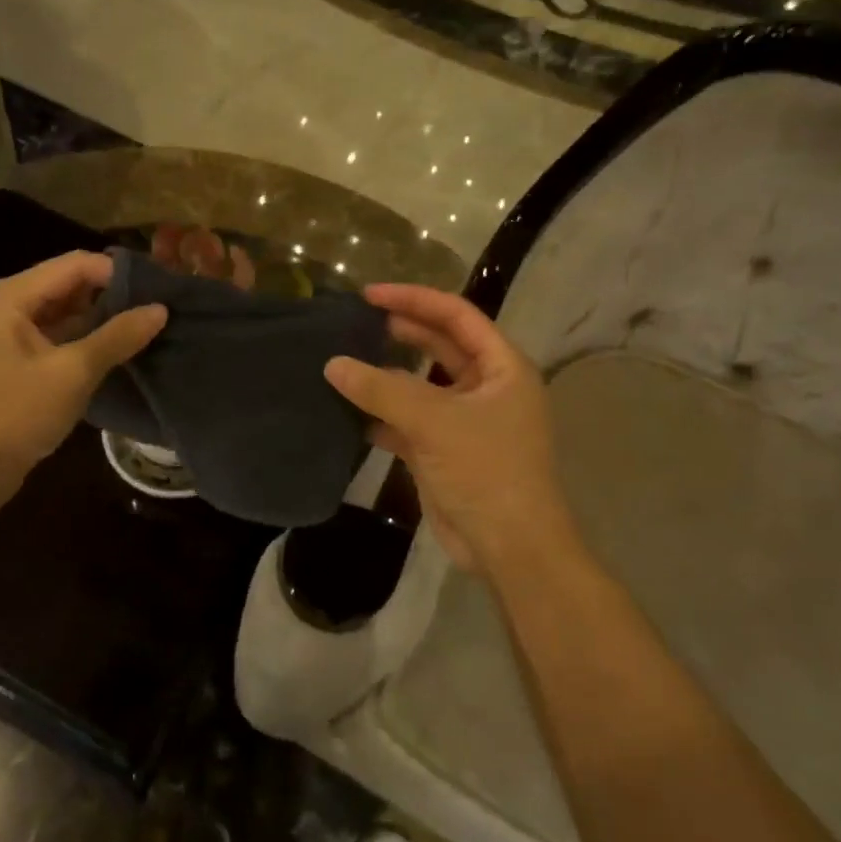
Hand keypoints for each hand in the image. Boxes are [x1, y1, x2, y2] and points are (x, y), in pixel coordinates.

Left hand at [0, 252, 166, 509]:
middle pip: (72, 286)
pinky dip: (91, 345)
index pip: (77, 264)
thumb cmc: (12, 415)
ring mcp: (14, 338)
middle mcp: (11, 307)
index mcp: (12, 296)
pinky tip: (125, 355)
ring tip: (153, 330)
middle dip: (115, 296)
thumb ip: (117, 337)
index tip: (162, 290)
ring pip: (70, 316)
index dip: (119, 273)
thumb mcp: (71, 374)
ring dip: (106, 322)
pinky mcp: (21, 366)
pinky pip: (63, 342)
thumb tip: (160, 309)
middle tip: (163, 311)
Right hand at [324, 285, 570, 577]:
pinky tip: (346, 410)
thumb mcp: (434, 422)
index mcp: (501, 367)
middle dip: (399, 331)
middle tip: (354, 321)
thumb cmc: (486, 470)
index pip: (456, 316)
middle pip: (438, 345)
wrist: (508, 546)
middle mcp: (485, 387)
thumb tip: (333, 364)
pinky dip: (379, 414)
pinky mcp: (442, 450)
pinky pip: (406, 420)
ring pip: (419, 385)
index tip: (369, 294)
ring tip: (343, 359)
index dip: (414, 299)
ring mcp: (463, 420)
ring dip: (385, 375)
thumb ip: (381, 390)